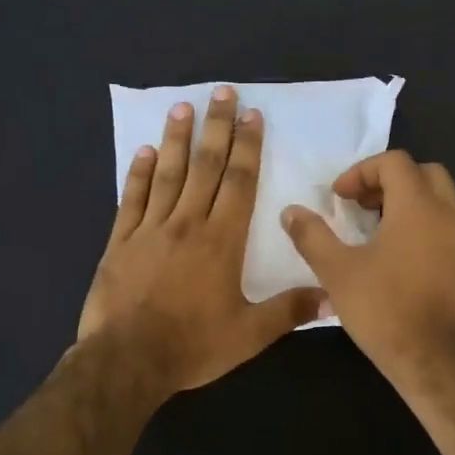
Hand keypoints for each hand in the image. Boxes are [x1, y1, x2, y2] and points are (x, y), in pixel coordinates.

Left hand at [80, 86, 326, 397]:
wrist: (127, 361)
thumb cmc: (193, 346)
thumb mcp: (250, 334)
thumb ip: (290, 310)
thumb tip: (334, 296)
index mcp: (222, 241)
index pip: (239, 183)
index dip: (247, 147)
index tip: (252, 116)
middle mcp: (187, 224)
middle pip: (205, 167)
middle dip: (216, 128)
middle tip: (221, 92)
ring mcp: (150, 230)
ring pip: (168, 175)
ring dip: (177, 139)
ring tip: (182, 107)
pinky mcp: (121, 243)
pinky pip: (132, 200)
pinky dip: (139, 174)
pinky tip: (144, 151)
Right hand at [281, 150, 454, 386]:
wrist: (437, 360)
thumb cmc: (385, 309)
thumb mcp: (338, 272)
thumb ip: (312, 236)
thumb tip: (290, 211)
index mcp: (418, 206)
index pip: (394, 162)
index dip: (361, 171)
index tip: (338, 198)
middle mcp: (448, 214)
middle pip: (424, 173)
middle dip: (389, 181)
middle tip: (361, 205)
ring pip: (440, 200)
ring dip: (408, 203)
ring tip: (376, 230)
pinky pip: (446, 227)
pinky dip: (422, 225)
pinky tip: (397, 258)